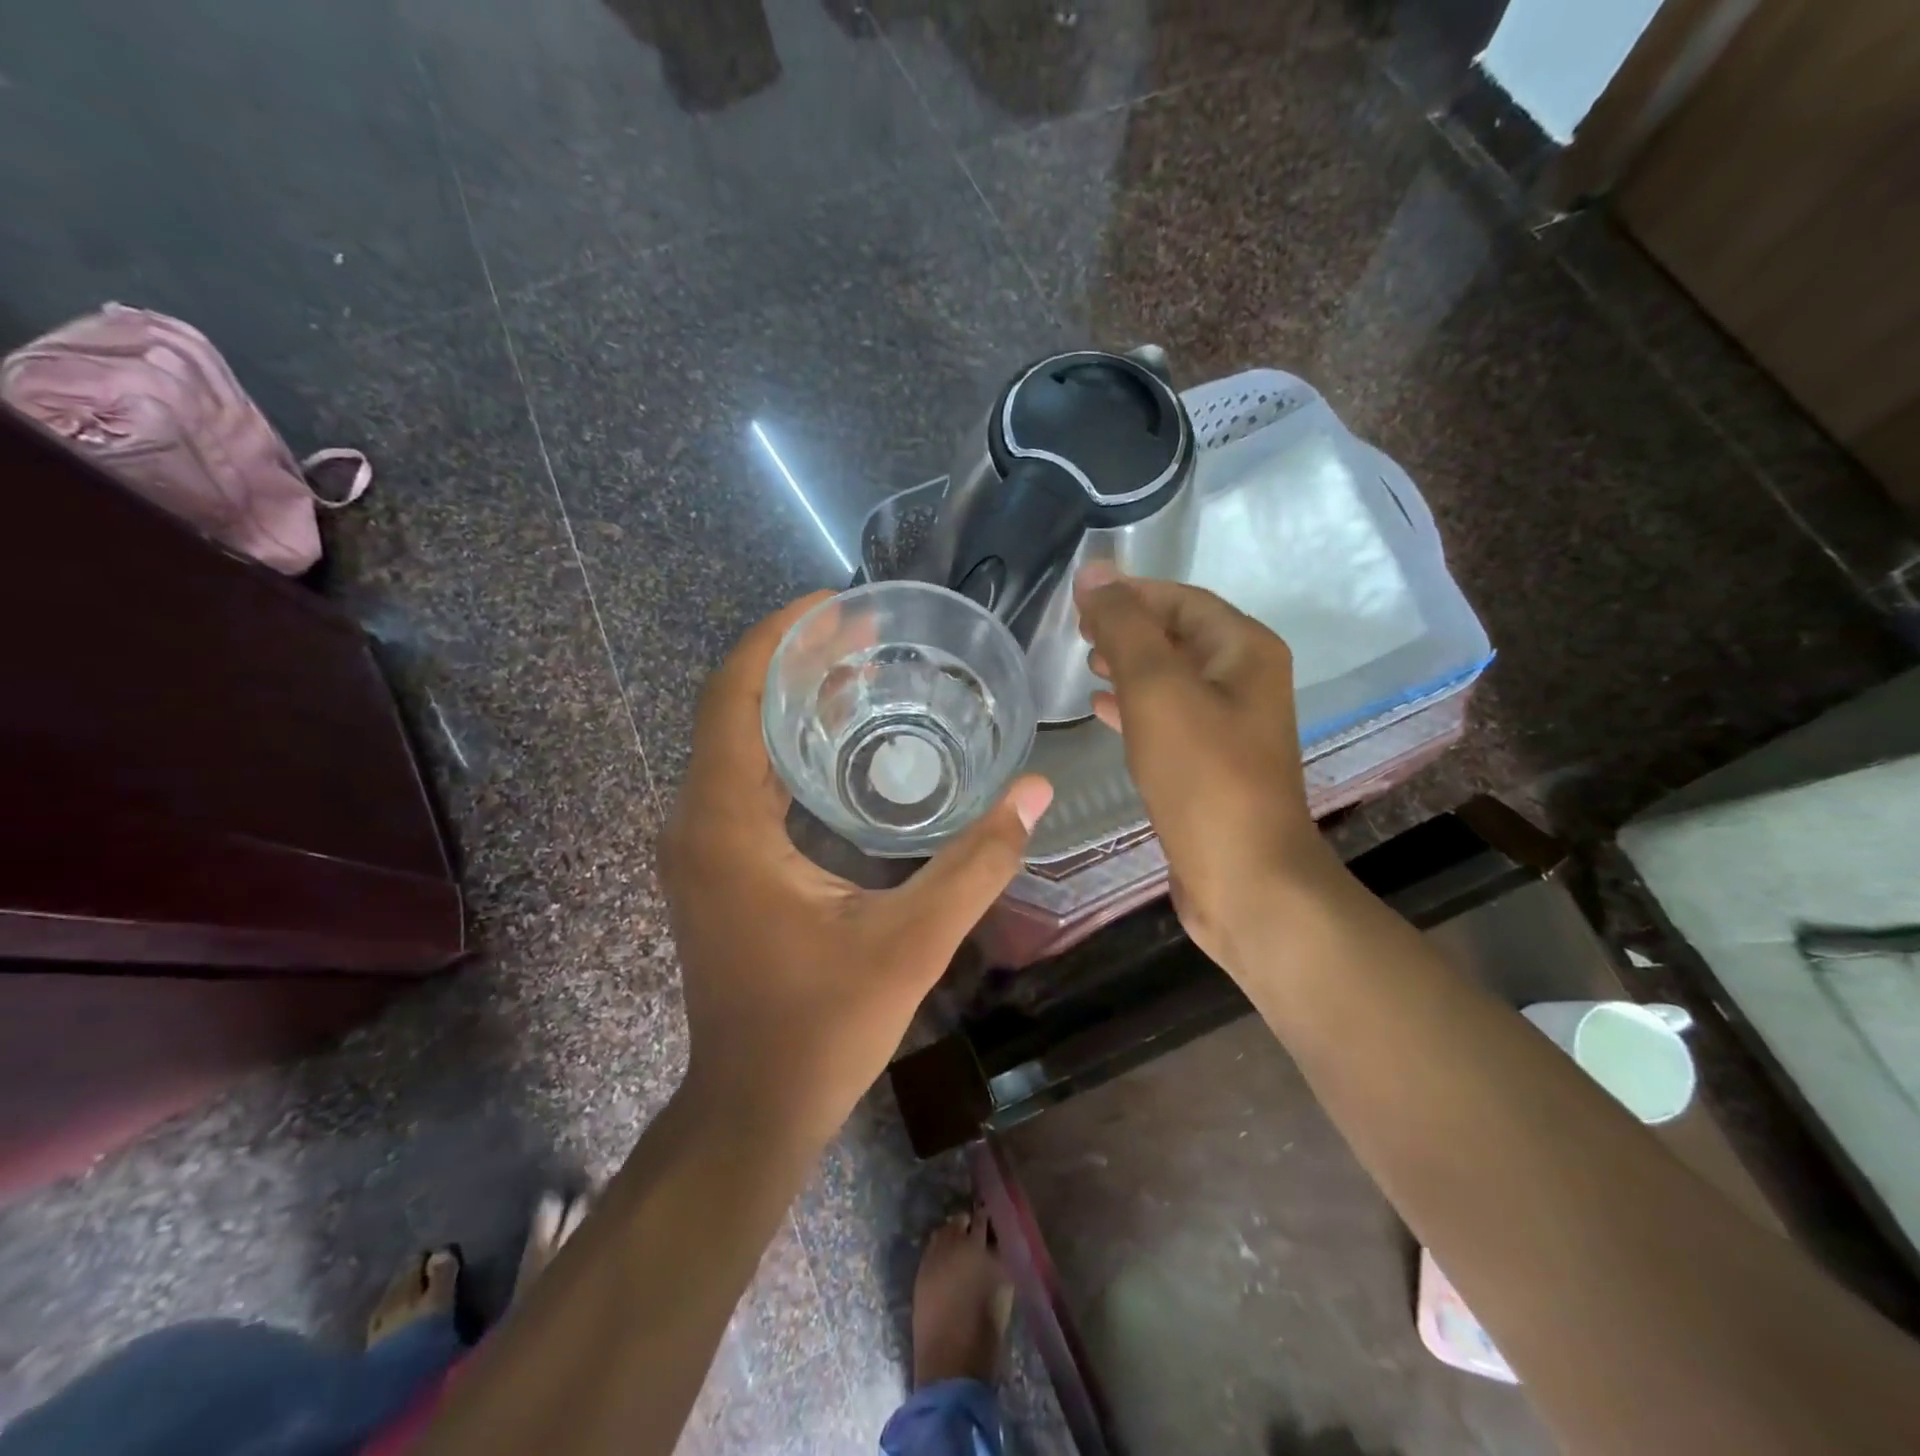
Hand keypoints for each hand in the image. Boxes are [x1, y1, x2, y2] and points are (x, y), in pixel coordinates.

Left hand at [661, 592, 1053, 1141]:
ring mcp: (700, 847)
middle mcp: (697, 823)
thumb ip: (977, 863)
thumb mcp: (912, 941)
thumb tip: (1035, 791)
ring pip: (737, 746)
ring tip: (862, 677)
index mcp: (725, 824)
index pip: (733, 696)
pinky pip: (743, 781)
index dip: (778, 637)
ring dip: (791, 704)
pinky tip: (841, 748)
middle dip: (795, 662)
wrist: (754, 1107)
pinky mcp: (715, 868)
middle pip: (734, 710)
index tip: (835, 604)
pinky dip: (787, 749)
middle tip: (866, 636)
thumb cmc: (823, 1026)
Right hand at [1074, 566, 1334, 968]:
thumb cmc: (1203, 777)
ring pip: (1171, 677)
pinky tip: (1102, 710)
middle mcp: (1245, 680)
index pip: (1180, 599)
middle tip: (1076, 632)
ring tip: (1085, 664)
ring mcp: (1231, 725)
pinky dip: (1135, 706)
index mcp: (1244, 651)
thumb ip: (1124, 627)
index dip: (1129, 593)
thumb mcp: (1157, 690)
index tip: (1077, 600)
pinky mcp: (1212, 763)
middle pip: (1178, 634)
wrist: (1245, 879)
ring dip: (1129, 664)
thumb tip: (1094, 572)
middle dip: (1127, 627)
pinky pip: (1169, 717)